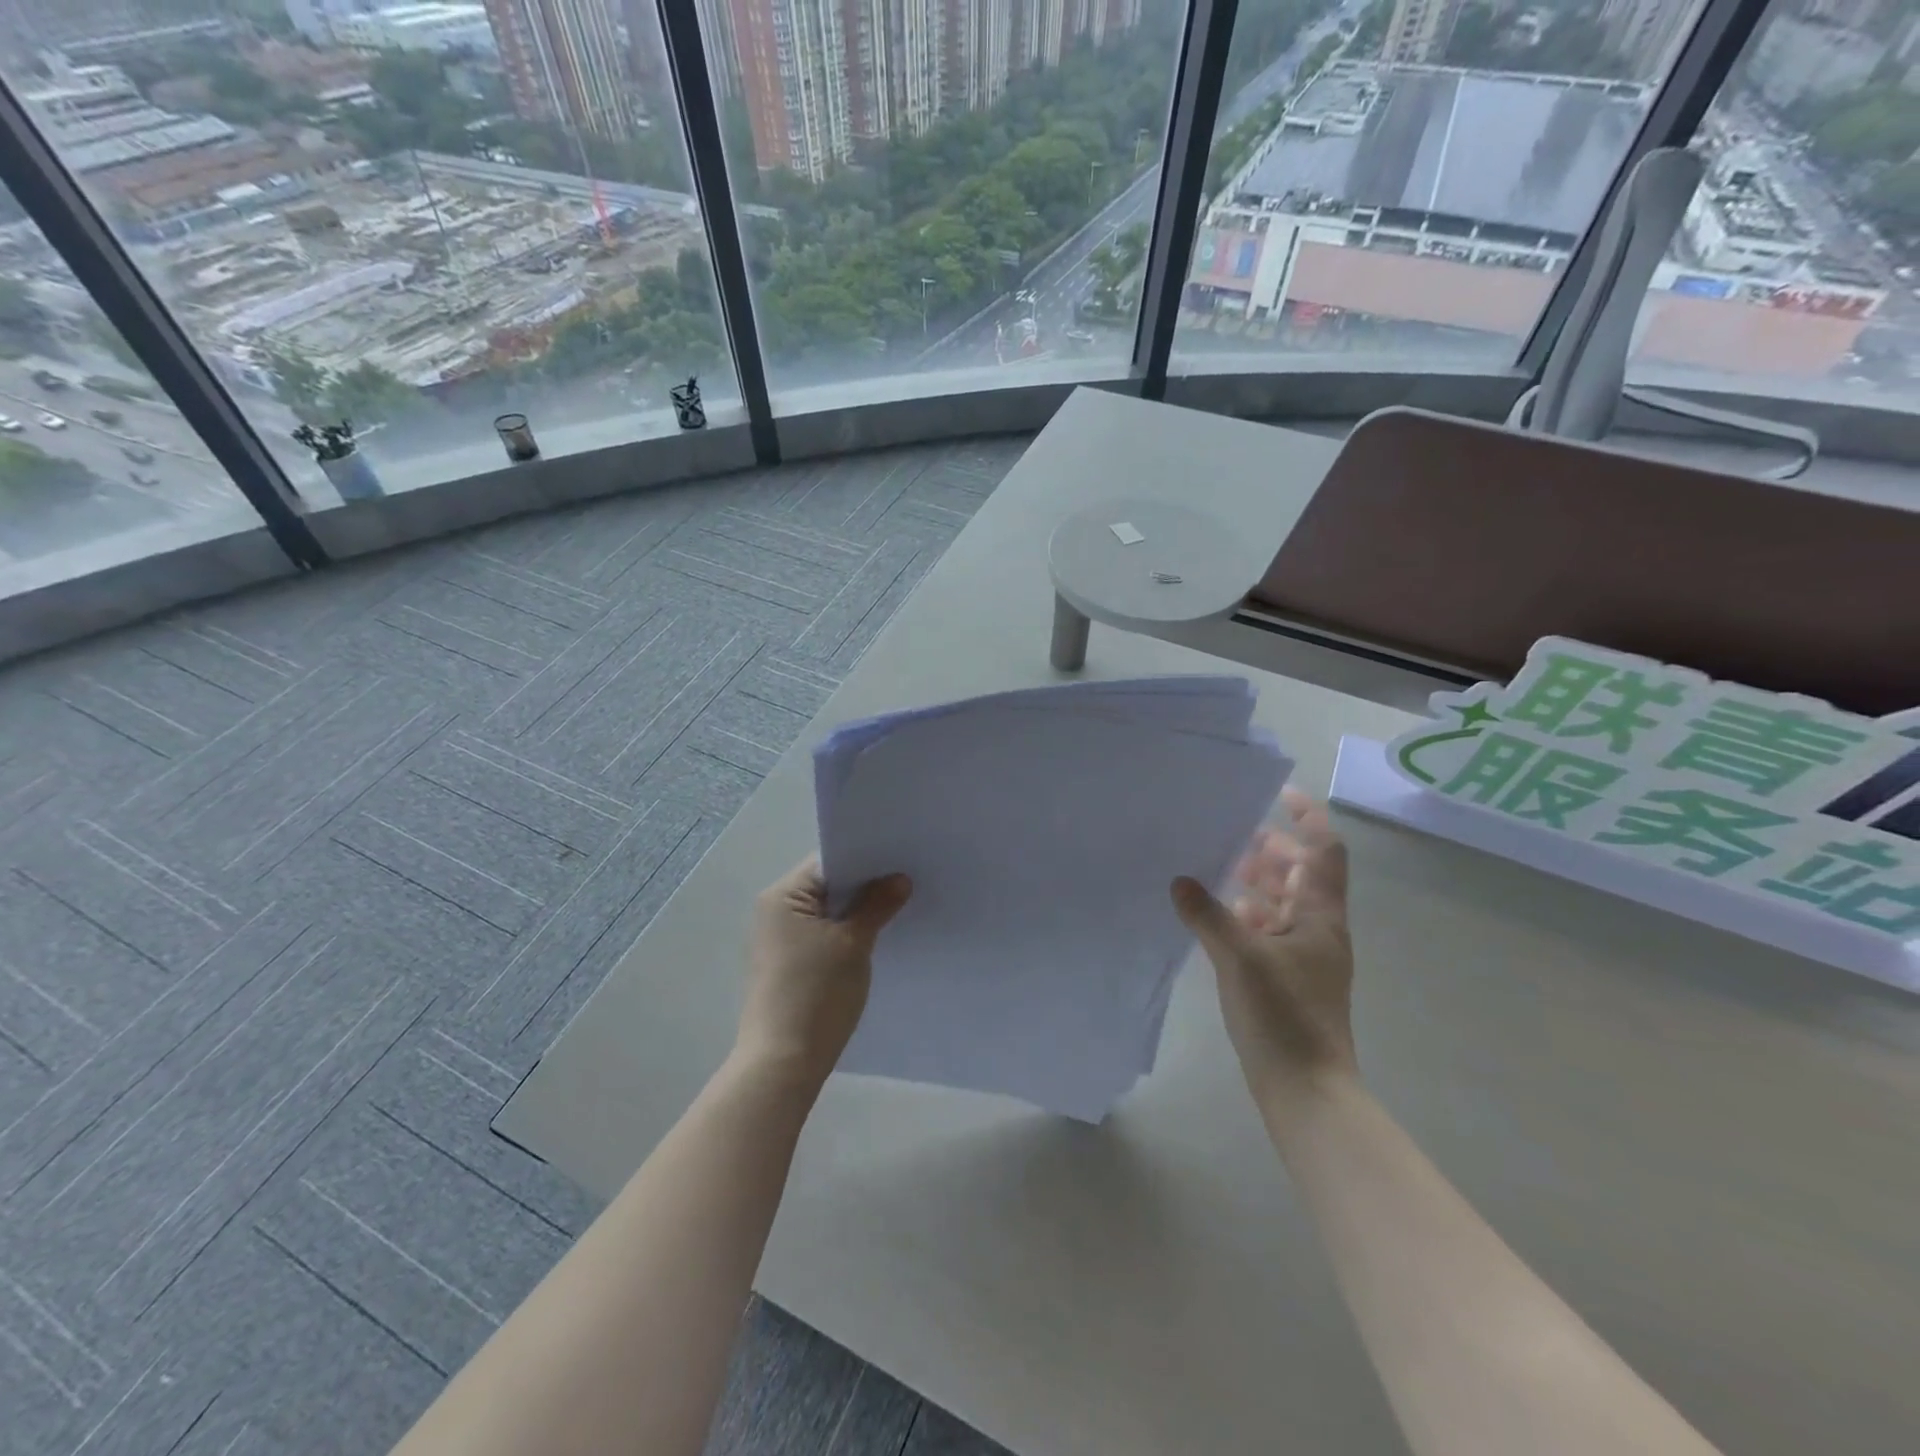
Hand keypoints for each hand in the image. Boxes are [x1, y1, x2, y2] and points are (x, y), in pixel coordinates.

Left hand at [739, 857, 911, 1091]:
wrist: (783, 1062)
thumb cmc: (816, 993)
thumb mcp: (854, 943)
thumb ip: (877, 905)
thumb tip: (899, 878)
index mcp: (783, 895)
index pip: (829, 861)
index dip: (866, 859)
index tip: (901, 860)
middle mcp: (774, 910)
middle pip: (827, 884)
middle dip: (865, 886)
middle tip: (907, 881)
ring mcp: (778, 939)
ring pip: (826, 911)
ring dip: (856, 911)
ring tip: (897, 908)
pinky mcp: (786, 963)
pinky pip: (820, 934)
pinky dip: (845, 933)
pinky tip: (873, 939)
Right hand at [1171, 788, 1356, 1111]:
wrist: (1306, 1089)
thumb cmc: (1283, 1015)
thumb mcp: (1240, 957)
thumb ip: (1207, 914)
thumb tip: (1180, 880)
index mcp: (1321, 915)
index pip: (1324, 851)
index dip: (1307, 817)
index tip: (1277, 794)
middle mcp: (1318, 928)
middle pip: (1303, 873)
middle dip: (1273, 849)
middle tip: (1233, 833)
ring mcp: (1305, 955)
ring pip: (1285, 902)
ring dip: (1259, 881)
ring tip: (1220, 868)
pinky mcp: (1287, 978)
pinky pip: (1270, 930)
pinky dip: (1248, 915)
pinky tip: (1217, 915)